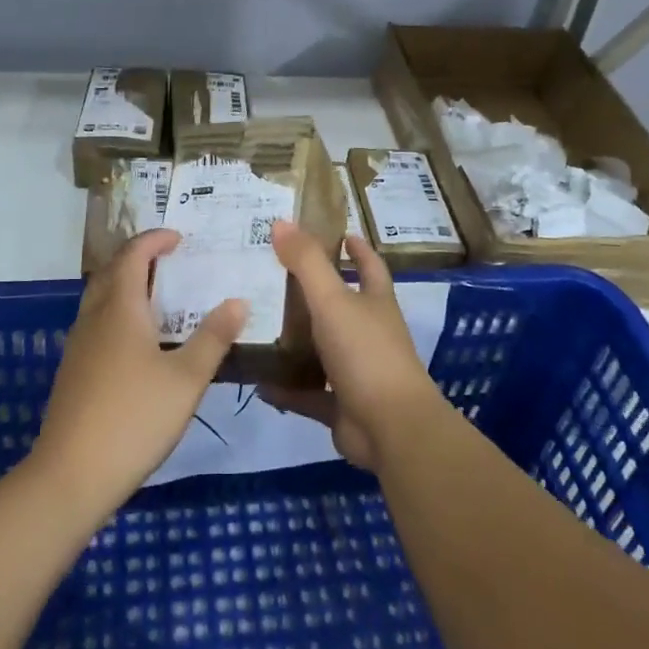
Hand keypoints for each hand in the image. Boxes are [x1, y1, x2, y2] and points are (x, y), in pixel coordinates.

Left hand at [33, 229, 245, 513]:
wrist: (71, 474)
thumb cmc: (135, 418)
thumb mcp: (186, 379)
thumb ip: (213, 338)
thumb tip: (237, 301)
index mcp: (120, 309)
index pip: (132, 255)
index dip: (154, 240)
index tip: (179, 238)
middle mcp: (94, 318)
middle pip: (111, 272)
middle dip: (139, 258)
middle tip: (171, 261)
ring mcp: (78, 346)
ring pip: (100, 298)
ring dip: (127, 286)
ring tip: (160, 297)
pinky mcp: (73, 371)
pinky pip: (97, 323)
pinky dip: (119, 313)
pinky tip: (139, 342)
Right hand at [259, 221, 441, 471]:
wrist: (390, 427)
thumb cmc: (366, 353)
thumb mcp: (332, 300)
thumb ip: (306, 262)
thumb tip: (281, 222)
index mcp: (375, 303)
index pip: (369, 266)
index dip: (358, 248)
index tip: (342, 233)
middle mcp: (369, 333)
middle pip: (342, 306)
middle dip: (314, 292)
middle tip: (274, 276)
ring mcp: (356, 371)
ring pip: (322, 350)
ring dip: (296, 341)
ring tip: (258, 325)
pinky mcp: (341, 406)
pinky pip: (308, 393)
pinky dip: (286, 388)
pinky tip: (257, 381)